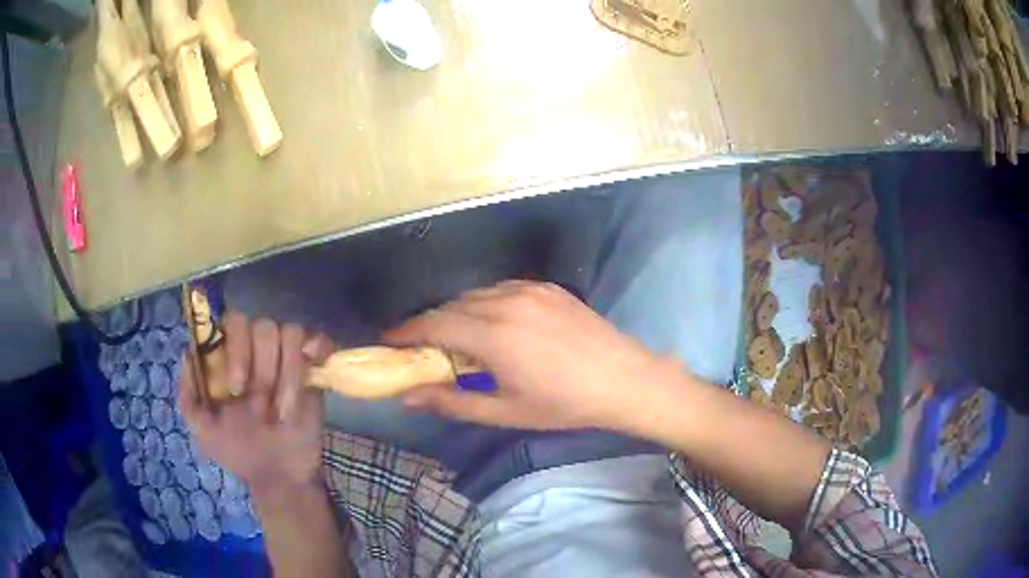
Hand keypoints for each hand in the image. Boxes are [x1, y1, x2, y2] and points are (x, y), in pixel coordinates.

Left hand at [178, 312, 333, 503]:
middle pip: (264, 326)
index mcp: (231, 359)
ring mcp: (287, 360)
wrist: (279, 478)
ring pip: (292, 333)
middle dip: (264, 368)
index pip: (233, 324)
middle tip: (261, 405)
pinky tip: (313, 365)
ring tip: (284, 413)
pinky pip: (319, 342)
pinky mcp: (314, 372)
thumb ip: (188, 399)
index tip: (236, 388)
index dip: (237, 349)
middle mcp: (258, 352)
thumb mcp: (204, 432)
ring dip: (289, 374)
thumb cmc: (238, 453)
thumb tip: (188, 356)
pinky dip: (318, 347)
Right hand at [384, 280, 678, 431]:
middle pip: (451, 307)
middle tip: (421, 348)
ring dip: (457, 313)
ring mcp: (529, 290)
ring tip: (455, 339)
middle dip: (430, 325)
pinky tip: (491, 324)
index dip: (406, 332)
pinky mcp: (548, 287)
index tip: (389, 341)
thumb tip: (409, 397)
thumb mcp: (506, 411)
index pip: (434, 325)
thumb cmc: (565, 404)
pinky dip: (485, 303)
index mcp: (493, 335)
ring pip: (476, 295)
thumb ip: (453, 402)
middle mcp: (506, 302)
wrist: (624, 380)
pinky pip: (502, 289)